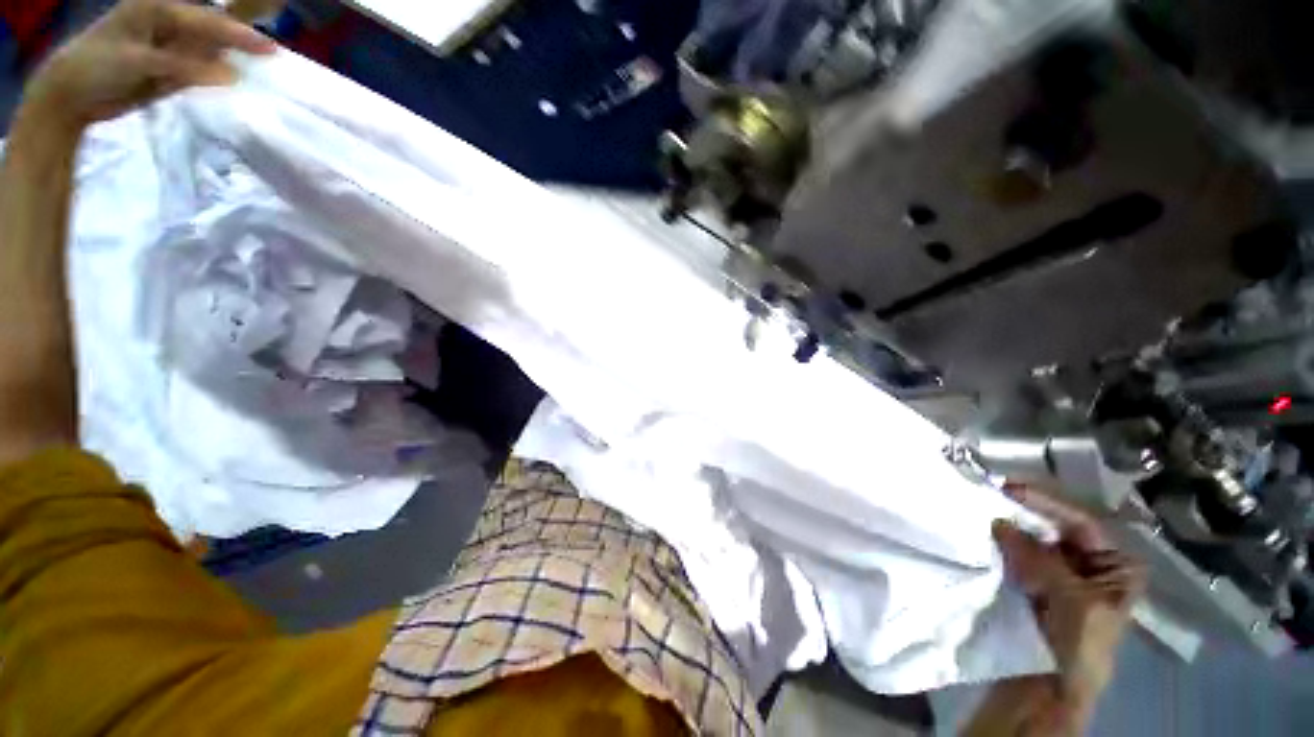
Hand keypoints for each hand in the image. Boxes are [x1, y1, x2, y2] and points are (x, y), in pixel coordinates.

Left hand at [22, 0, 275, 132]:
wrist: (70, 96)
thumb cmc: (96, 67)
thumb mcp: (138, 61)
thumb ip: (183, 66)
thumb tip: (232, 75)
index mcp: (158, 9)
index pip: (207, 21)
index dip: (239, 34)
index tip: (271, 49)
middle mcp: (167, 24)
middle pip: (212, 32)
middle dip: (240, 42)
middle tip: (273, 57)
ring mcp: (169, 48)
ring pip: (209, 52)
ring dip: (233, 60)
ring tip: (263, 70)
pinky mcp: (169, 71)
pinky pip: (200, 72)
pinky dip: (218, 77)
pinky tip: (237, 83)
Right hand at [993, 486, 1145, 724]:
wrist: (1052, 692)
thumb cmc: (1079, 645)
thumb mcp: (1072, 601)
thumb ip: (1039, 560)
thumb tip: (998, 522)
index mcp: (1114, 569)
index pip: (1081, 524)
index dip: (1047, 505)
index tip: (1009, 489)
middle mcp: (1089, 569)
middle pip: (1054, 532)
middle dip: (1025, 516)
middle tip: (989, 499)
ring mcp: (1059, 580)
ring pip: (1033, 545)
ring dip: (1009, 532)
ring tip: (981, 515)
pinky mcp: (1032, 590)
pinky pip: (1017, 561)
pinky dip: (1001, 550)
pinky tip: (984, 540)